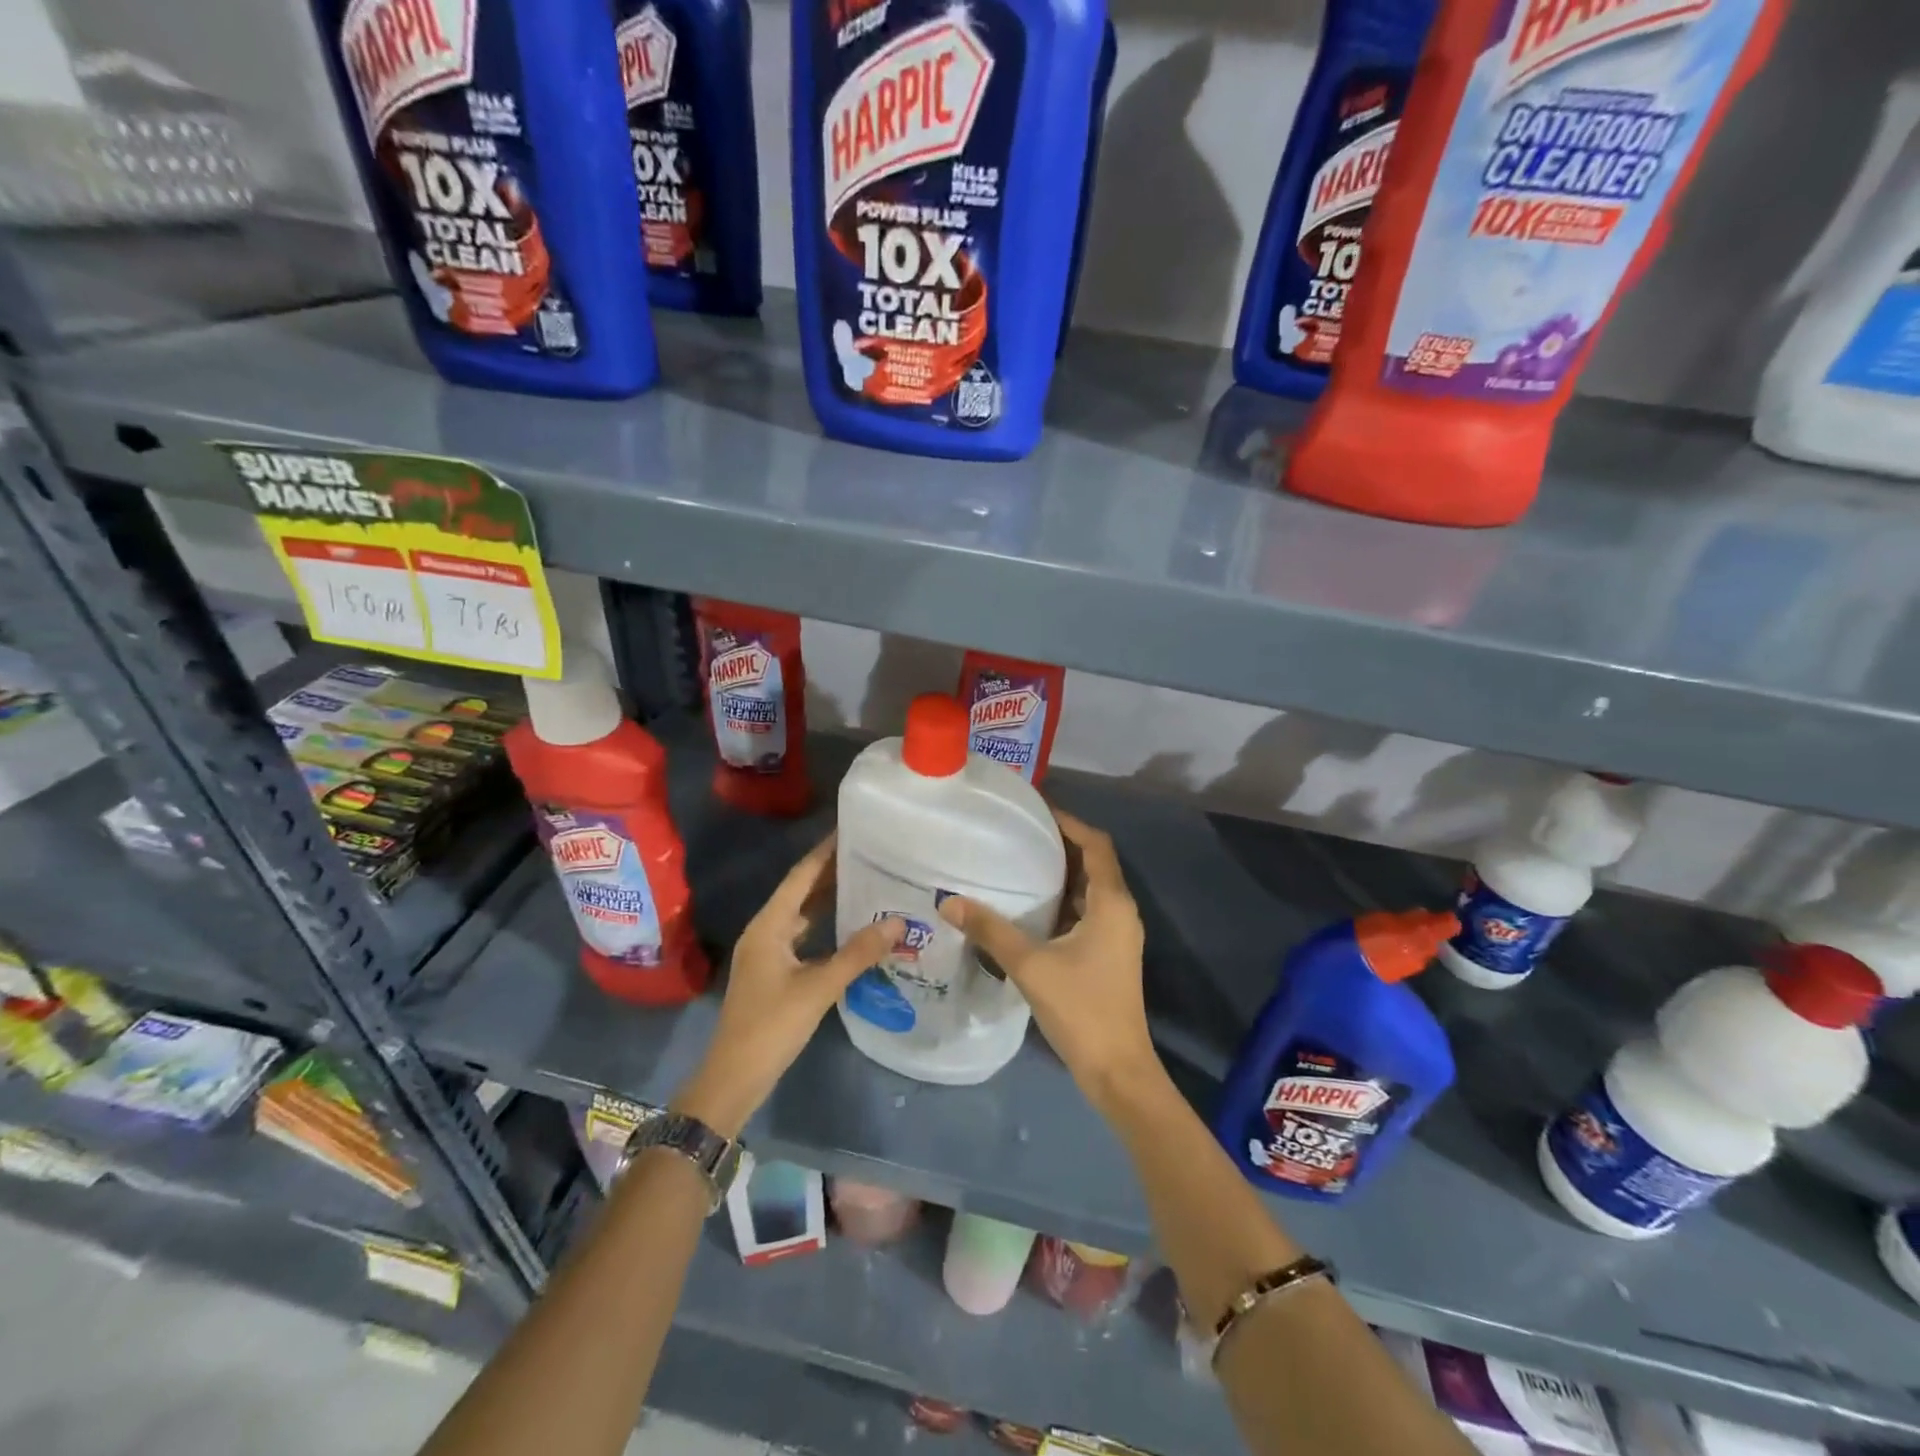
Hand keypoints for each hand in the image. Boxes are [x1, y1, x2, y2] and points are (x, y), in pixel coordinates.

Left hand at [674, 836, 902, 1137]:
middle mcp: (765, 931)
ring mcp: (767, 953)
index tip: (852, 829)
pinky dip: (824, 926)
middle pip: (800, 892)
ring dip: (829, 899)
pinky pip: (802, 936)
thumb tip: (898, 922)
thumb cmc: (772, 1027)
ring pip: (801, 914)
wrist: (734, 1079)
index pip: (800, 876)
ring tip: (866, 882)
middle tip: (870, 854)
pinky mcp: (773, 972)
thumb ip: (858, 953)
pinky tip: (849, 927)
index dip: (825, 852)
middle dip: (831, 872)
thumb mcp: (819, 988)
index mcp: (768, 925)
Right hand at [938, 809, 1153, 1110]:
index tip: (1035, 812)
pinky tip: (1030, 908)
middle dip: (1060, 846)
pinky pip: (1087, 912)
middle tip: (1018, 835)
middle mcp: (1120, 911)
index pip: (1096, 844)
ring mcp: (1118, 934)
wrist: (1117, 1069)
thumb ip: (990, 930)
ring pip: (1090, 889)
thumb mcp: (1030, 965)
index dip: (1069, 823)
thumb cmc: (1080, 1009)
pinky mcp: (1109, 954)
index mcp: (1111, 903)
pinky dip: (1063, 901)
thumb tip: (948, 901)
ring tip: (1018, 862)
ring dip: (1061, 874)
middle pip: (1094, 863)